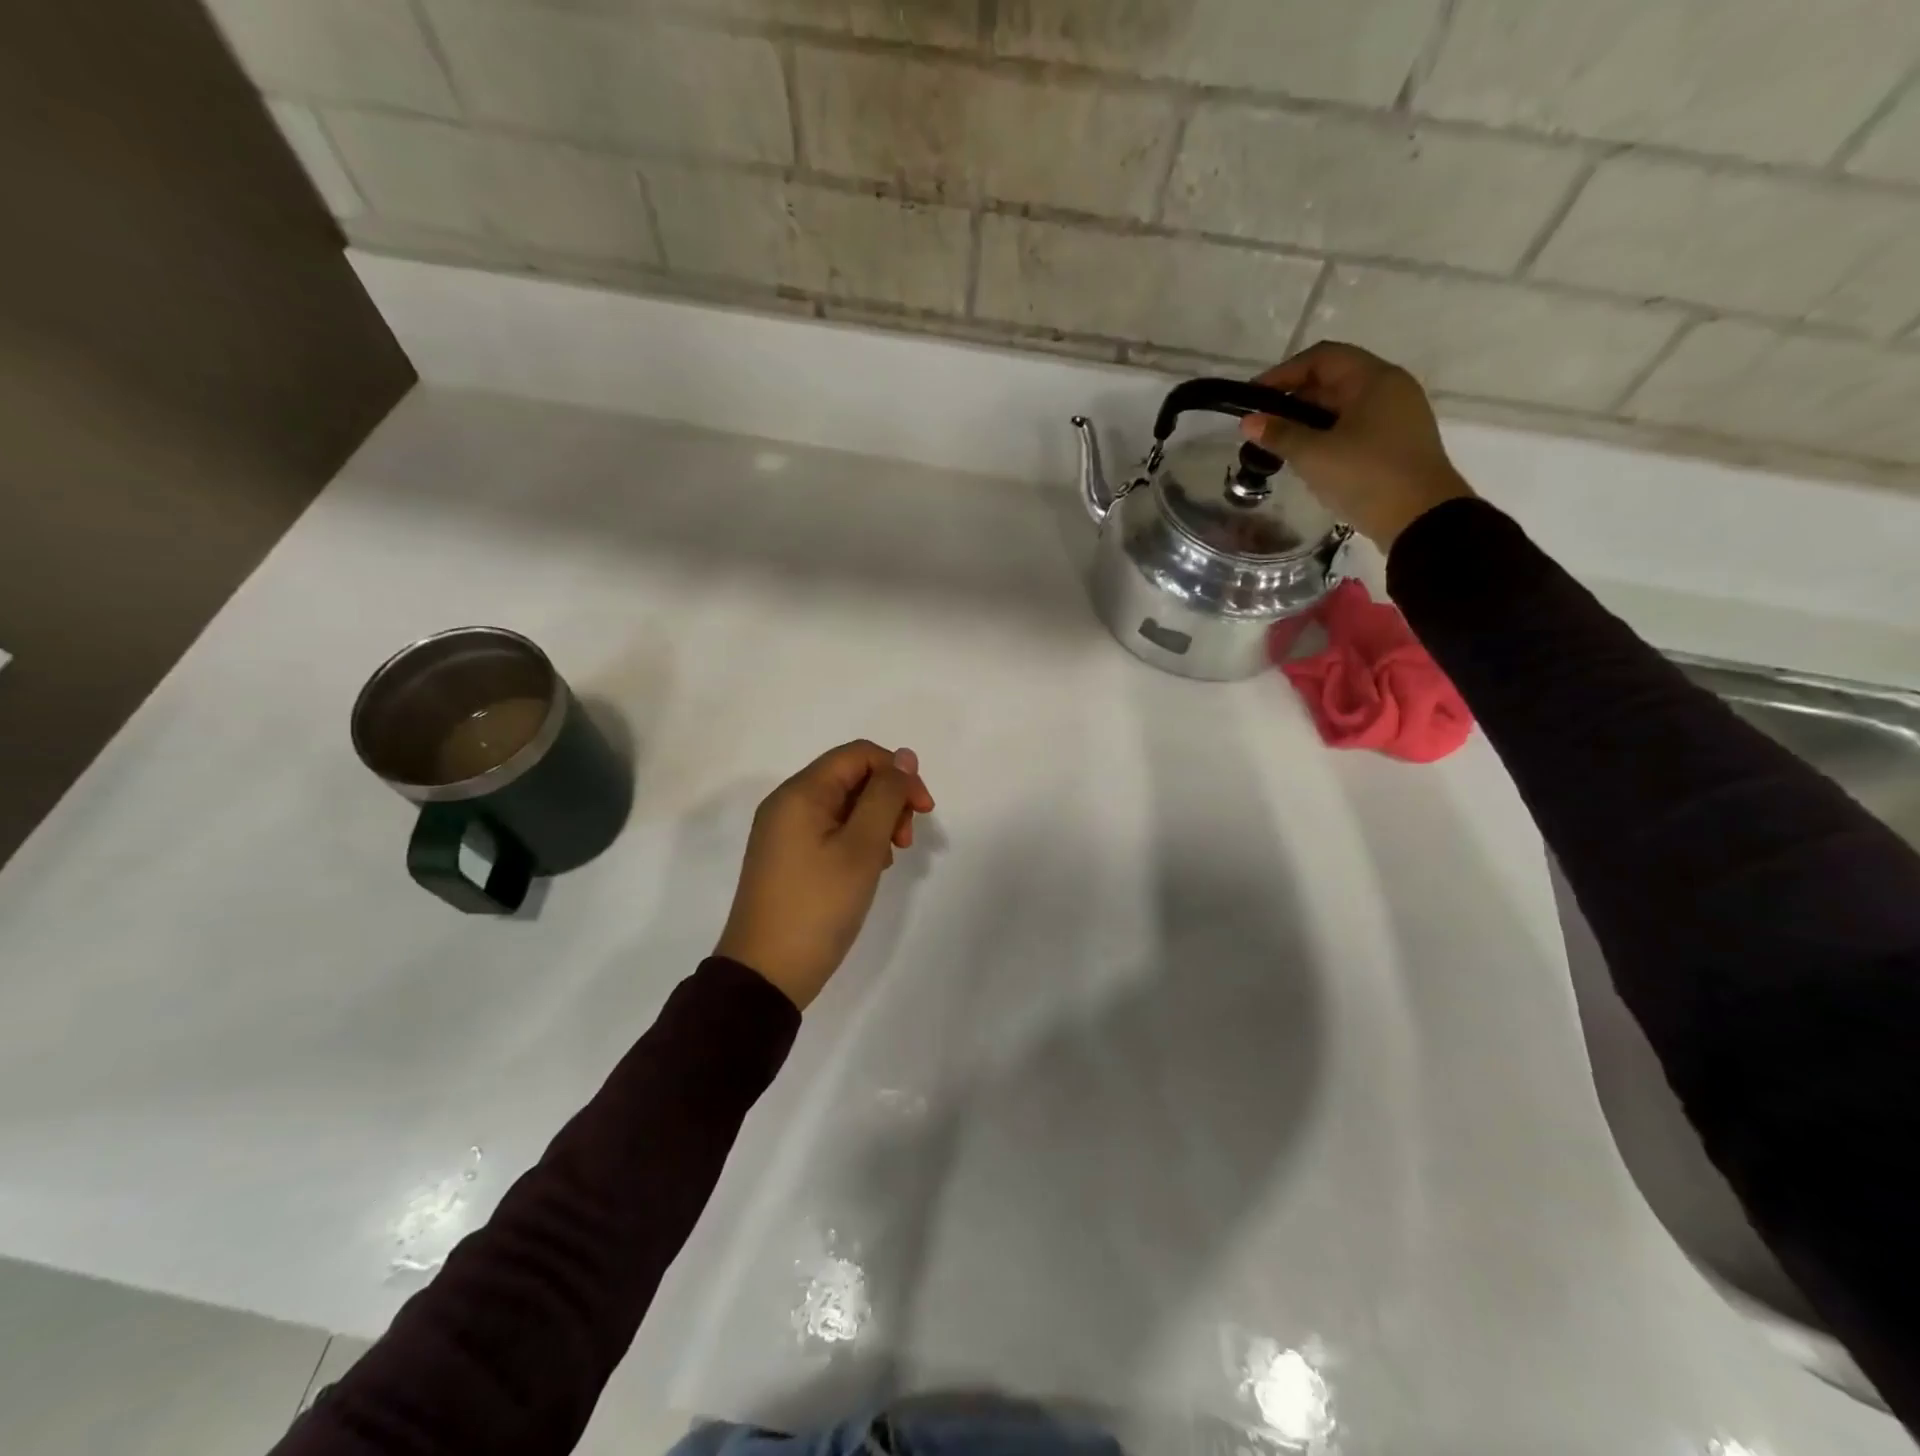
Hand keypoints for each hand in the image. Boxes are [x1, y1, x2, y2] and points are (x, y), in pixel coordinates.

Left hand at [715, 740, 935, 1009]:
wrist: (765, 975)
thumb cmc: (818, 907)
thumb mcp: (861, 848)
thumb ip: (886, 796)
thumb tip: (904, 756)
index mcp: (800, 793)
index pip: (859, 754)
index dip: (898, 773)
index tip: (924, 811)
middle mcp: (787, 804)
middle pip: (851, 777)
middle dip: (889, 799)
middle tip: (907, 840)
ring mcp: (784, 832)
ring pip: (844, 805)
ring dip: (876, 821)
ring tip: (889, 859)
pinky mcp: (787, 858)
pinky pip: (830, 830)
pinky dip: (857, 840)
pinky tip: (869, 869)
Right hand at [1240, 341, 1475, 550]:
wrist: (1421, 519)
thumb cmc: (1366, 476)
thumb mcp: (1314, 455)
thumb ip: (1279, 434)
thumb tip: (1247, 421)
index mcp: (1374, 379)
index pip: (1322, 358)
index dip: (1283, 373)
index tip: (1253, 398)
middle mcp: (1390, 389)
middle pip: (1333, 380)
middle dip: (1293, 399)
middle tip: (1261, 425)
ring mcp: (1396, 416)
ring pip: (1343, 407)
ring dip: (1308, 420)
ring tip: (1278, 444)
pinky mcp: (1396, 443)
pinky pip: (1354, 427)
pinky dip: (1326, 435)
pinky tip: (1307, 459)